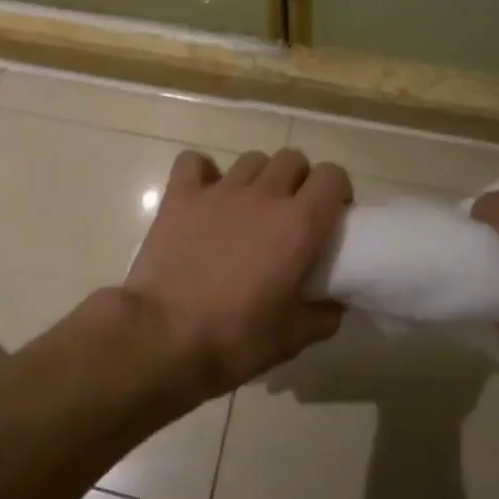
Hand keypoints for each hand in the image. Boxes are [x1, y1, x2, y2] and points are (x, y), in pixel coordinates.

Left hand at [123, 148, 351, 398]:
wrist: (163, 338)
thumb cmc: (234, 339)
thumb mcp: (292, 338)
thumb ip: (322, 316)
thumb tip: (334, 305)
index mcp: (299, 224)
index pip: (332, 176)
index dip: (335, 190)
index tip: (331, 214)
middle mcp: (264, 195)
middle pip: (293, 159)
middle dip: (299, 180)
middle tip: (291, 213)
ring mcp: (219, 191)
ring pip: (251, 160)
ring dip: (258, 177)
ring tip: (249, 208)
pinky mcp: (180, 195)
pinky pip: (194, 162)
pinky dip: (203, 172)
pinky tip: (204, 195)